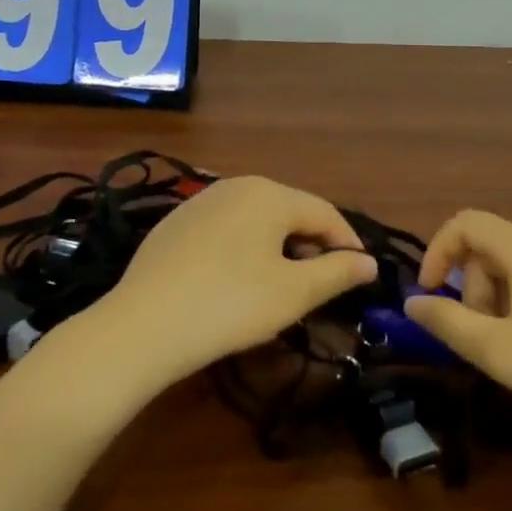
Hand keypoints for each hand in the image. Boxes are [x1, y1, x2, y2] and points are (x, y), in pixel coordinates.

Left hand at [89, 176, 378, 387]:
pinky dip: (244, 250)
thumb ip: (336, 272)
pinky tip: (236, 283)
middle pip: (289, 212)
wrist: (142, 325)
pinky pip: (226, 230)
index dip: (348, 244)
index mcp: (269, 193)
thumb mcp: (292, 293)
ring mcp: (201, 202)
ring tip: (282, 287)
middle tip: (322, 287)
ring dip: (278, 249)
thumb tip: (368, 262)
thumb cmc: (230, 305)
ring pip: (256, 221)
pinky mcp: (176, 223)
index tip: (361, 276)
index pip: (325, 213)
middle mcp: (236, 185)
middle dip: (311, 246)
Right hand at [404, 210, 511, 455]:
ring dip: (497, 297)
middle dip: (471, 286)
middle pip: (491, 246)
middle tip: (478, 337)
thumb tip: (412, 302)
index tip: (431, 296)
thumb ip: (448, 323)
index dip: (438, 252)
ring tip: (510, 348)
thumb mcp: (499, 353)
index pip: (465, 223)